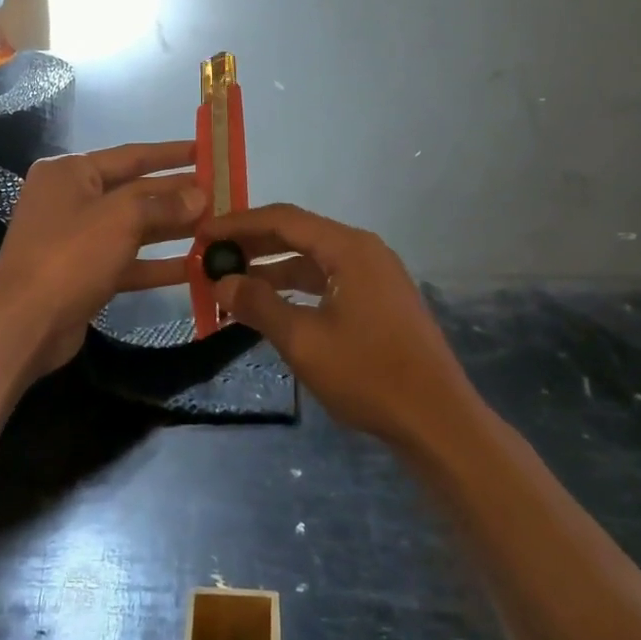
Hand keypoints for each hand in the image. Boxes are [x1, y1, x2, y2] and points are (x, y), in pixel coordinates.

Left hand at [0, 141, 203, 378]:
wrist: (23, 323)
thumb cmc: (70, 255)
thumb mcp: (121, 218)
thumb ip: (163, 203)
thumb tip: (199, 196)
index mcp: (71, 172)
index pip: (131, 155)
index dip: (170, 153)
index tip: (205, 151)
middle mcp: (71, 199)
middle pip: (134, 191)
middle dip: (176, 195)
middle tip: (220, 194)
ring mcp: (77, 239)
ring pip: (133, 228)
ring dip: (172, 229)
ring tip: (215, 228)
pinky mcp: (84, 274)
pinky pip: (127, 261)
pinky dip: (157, 263)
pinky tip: (195, 268)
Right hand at [212, 204, 476, 448]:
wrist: (437, 420)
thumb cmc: (369, 375)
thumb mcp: (304, 341)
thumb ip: (259, 305)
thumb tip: (222, 282)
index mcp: (349, 248)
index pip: (283, 219)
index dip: (239, 224)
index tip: (203, 234)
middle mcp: (363, 250)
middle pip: (299, 234)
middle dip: (254, 245)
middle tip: (212, 257)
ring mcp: (375, 275)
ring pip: (313, 260)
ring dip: (274, 270)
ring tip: (232, 285)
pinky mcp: (379, 299)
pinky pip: (328, 280)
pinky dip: (297, 289)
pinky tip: (272, 306)